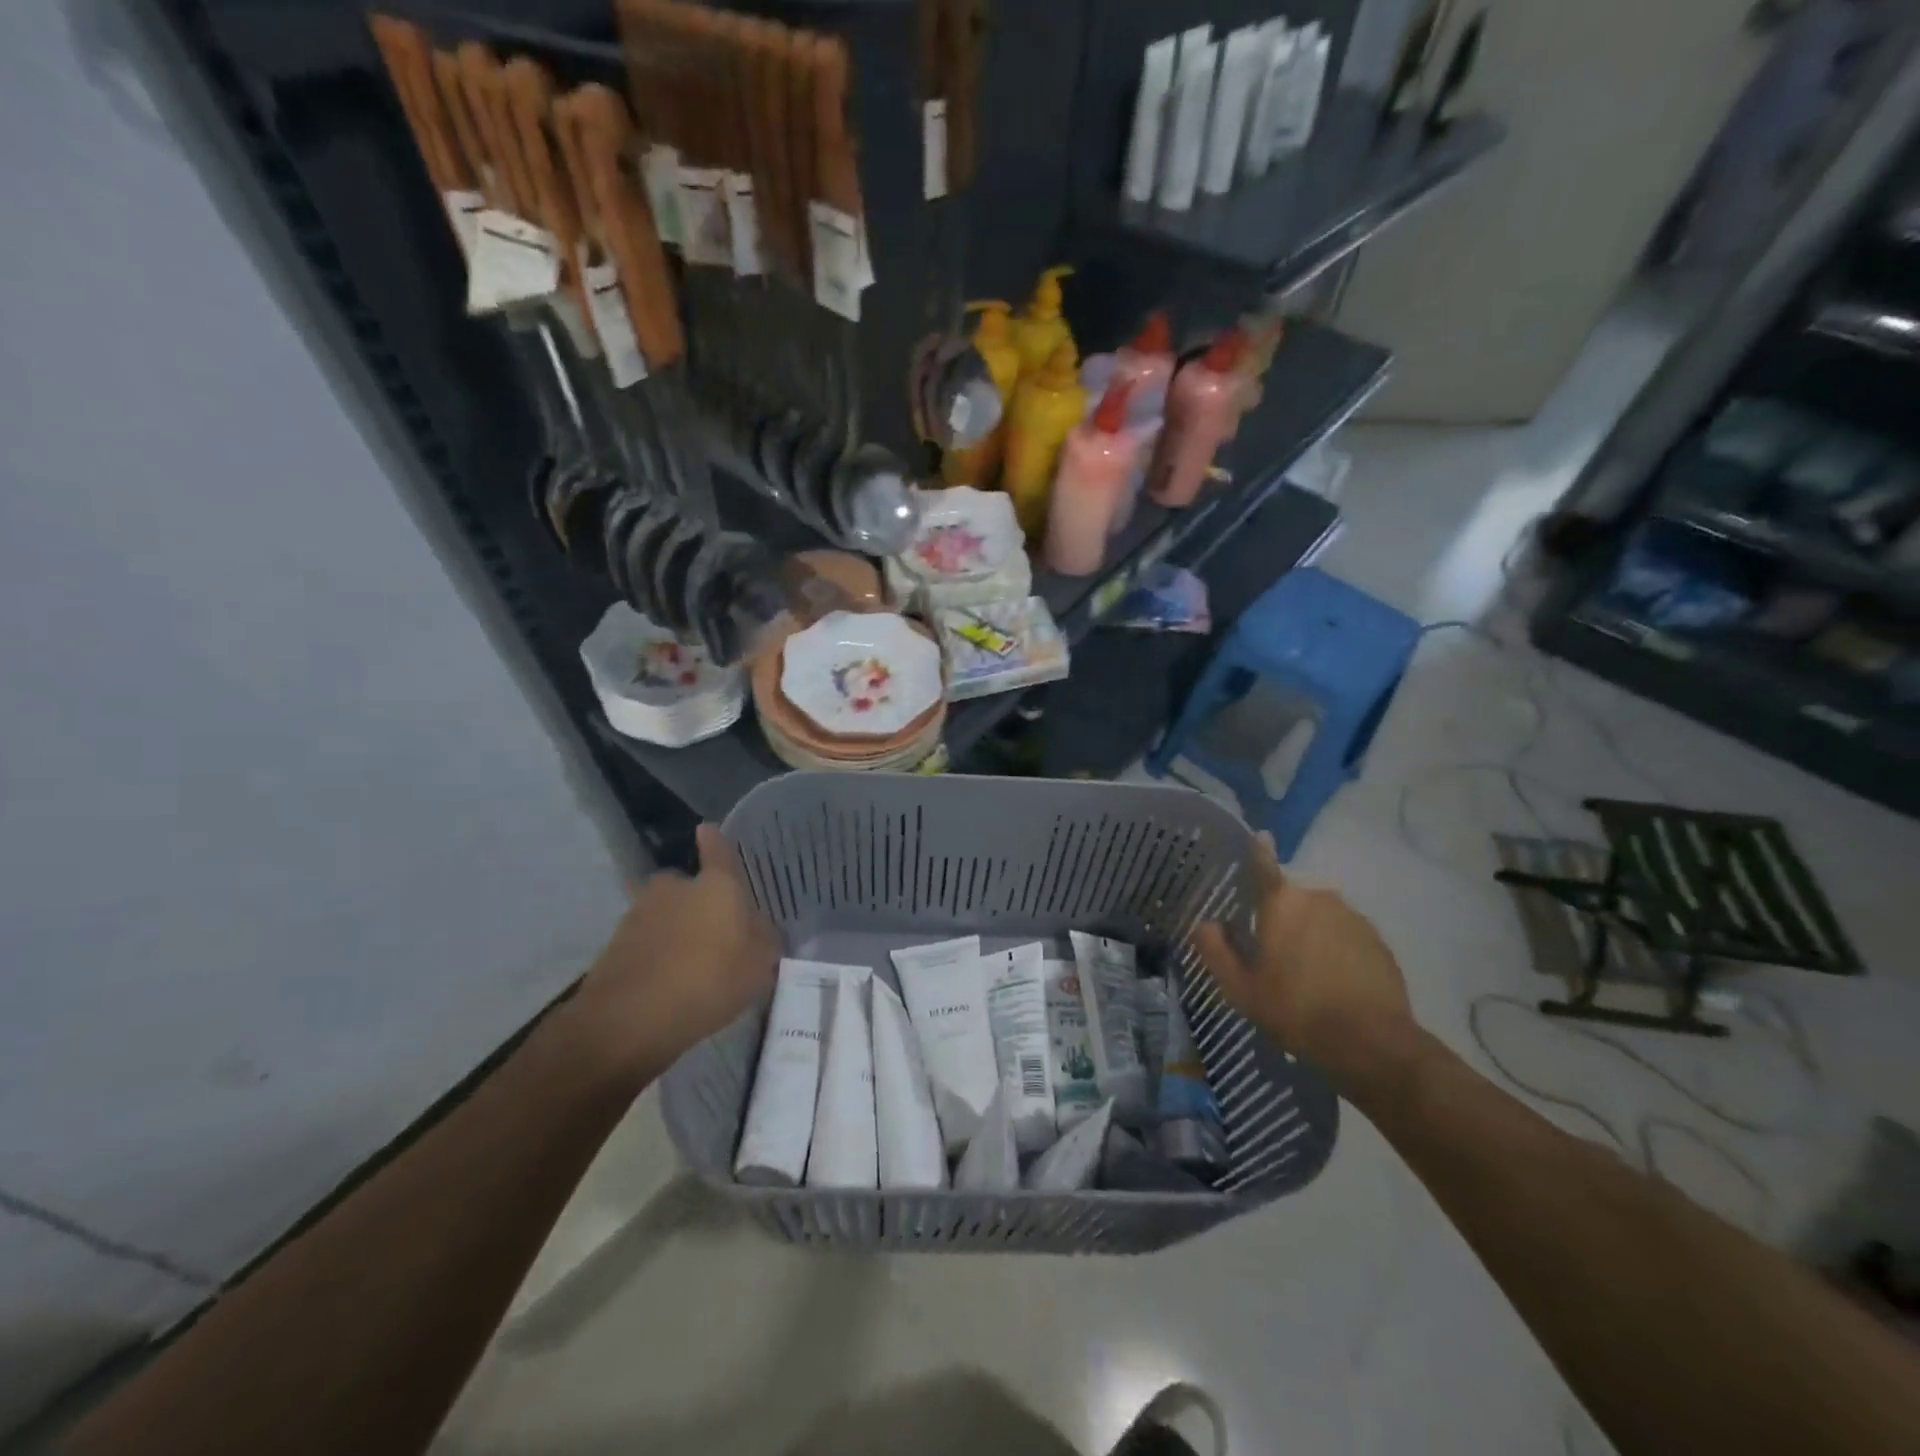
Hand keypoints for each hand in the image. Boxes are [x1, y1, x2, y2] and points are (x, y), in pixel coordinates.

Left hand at [570, 825, 779, 1083]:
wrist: (629, 1019)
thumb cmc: (709, 980)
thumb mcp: (759, 966)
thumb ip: (764, 939)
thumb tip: (759, 927)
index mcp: (716, 884)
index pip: (718, 849)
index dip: (715, 841)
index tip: (709, 831)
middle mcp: (675, 887)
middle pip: (686, 884)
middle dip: (695, 900)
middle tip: (710, 930)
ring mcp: (639, 912)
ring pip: (663, 912)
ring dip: (673, 928)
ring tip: (687, 963)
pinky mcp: (614, 943)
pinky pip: (645, 940)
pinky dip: (654, 952)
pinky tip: (665, 981)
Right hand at [1190, 833, 1413, 1090]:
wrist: (1369, 1042)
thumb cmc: (1294, 1009)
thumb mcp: (1241, 987)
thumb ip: (1216, 951)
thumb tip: (1203, 924)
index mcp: (1281, 903)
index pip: (1264, 865)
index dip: (1258, 850)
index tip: (1259, 836)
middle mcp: (1318, 898)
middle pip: (1293, 899)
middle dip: (1283, 917)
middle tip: (1275, 954)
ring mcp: (1353, 918)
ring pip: (1322, 917)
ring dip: (1312, 934)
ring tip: (1308, 973)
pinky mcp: (1379, 941)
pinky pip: (1347, 936)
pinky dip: (1338, 950)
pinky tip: (1335, 982)